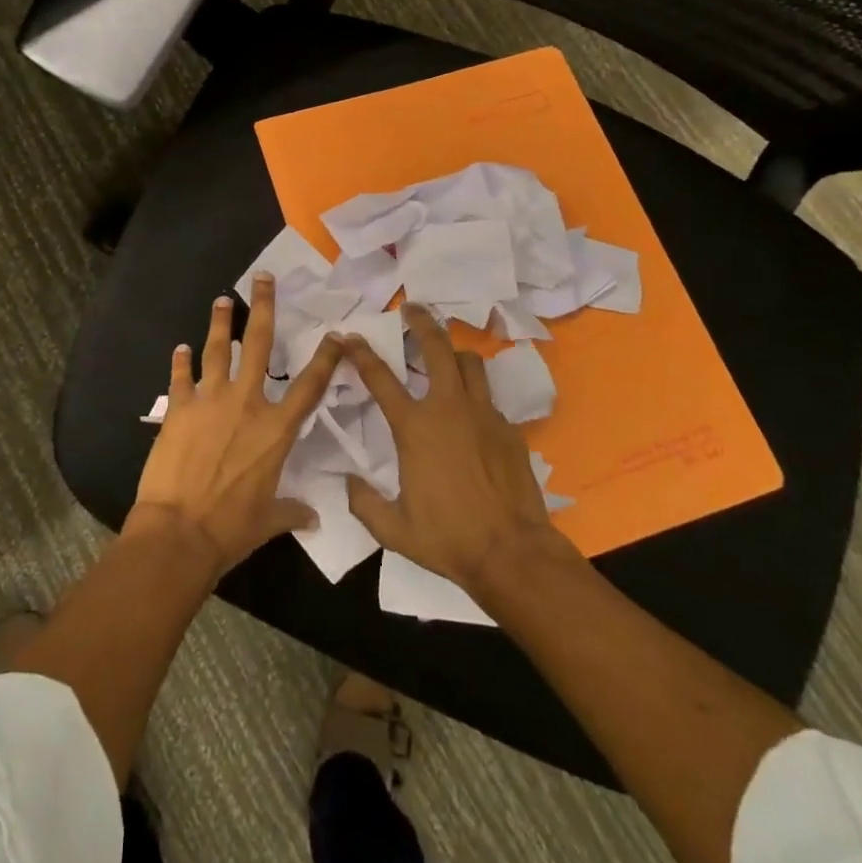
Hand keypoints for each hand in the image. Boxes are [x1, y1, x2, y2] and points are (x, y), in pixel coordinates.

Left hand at [131, 272, 342, 576]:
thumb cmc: (230, 528)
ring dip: (221, 323)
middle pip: (260, 345)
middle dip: (264, 308)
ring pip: (217, 350)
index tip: (335, 335)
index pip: (309, 386)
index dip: (325, 358)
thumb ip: (292, 511)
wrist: (179, 531)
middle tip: (263, 279)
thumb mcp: (268, 520)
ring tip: (222, 300)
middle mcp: (246, 404)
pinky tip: (180, 349)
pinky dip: (180, 363)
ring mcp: (210, 401)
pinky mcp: (178, 409)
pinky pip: (180, 378)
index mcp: (276, 430)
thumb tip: (313, 518)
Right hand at [342, 304, 582, 594]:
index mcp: (414, 427)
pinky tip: (472, 418)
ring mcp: (483, 415)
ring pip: (470, 363)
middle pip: (436, 347)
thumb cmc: (448, 539)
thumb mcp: (393, 529)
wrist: (513, 553)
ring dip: (454, 354)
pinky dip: (476, 398)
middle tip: (412, 308)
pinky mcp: (509, 429)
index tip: (349, 336)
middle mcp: (448, 409)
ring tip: (446, 357)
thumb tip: (349, 483)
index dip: (360, 352)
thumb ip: (364, 503)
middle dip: (422, 322)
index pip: (379, 377)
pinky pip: (489, 400)